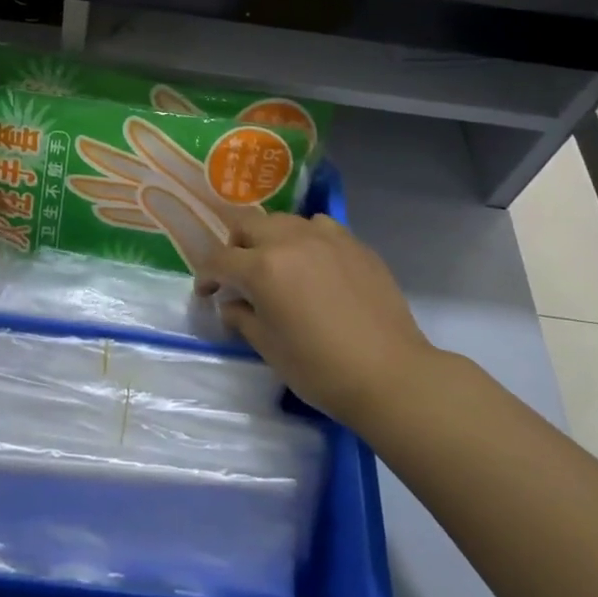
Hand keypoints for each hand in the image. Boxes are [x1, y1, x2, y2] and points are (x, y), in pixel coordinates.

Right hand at [194, 213, 440, 431]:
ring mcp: (326, 237)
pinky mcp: (354, 244)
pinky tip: (313, 263)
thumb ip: (242, 318)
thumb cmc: (321, 369)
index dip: (206, 276)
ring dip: (270, 239)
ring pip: (284, 221)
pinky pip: (319, 227)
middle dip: (235, 247)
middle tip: (238, 275)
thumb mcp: (269, 348)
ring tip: (276, 265)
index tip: (207, 293)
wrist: (390, 375)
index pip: (219, 259)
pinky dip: (306, 238)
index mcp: (263, 267)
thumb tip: (232, 303)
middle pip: (248, 225)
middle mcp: (290, 240)